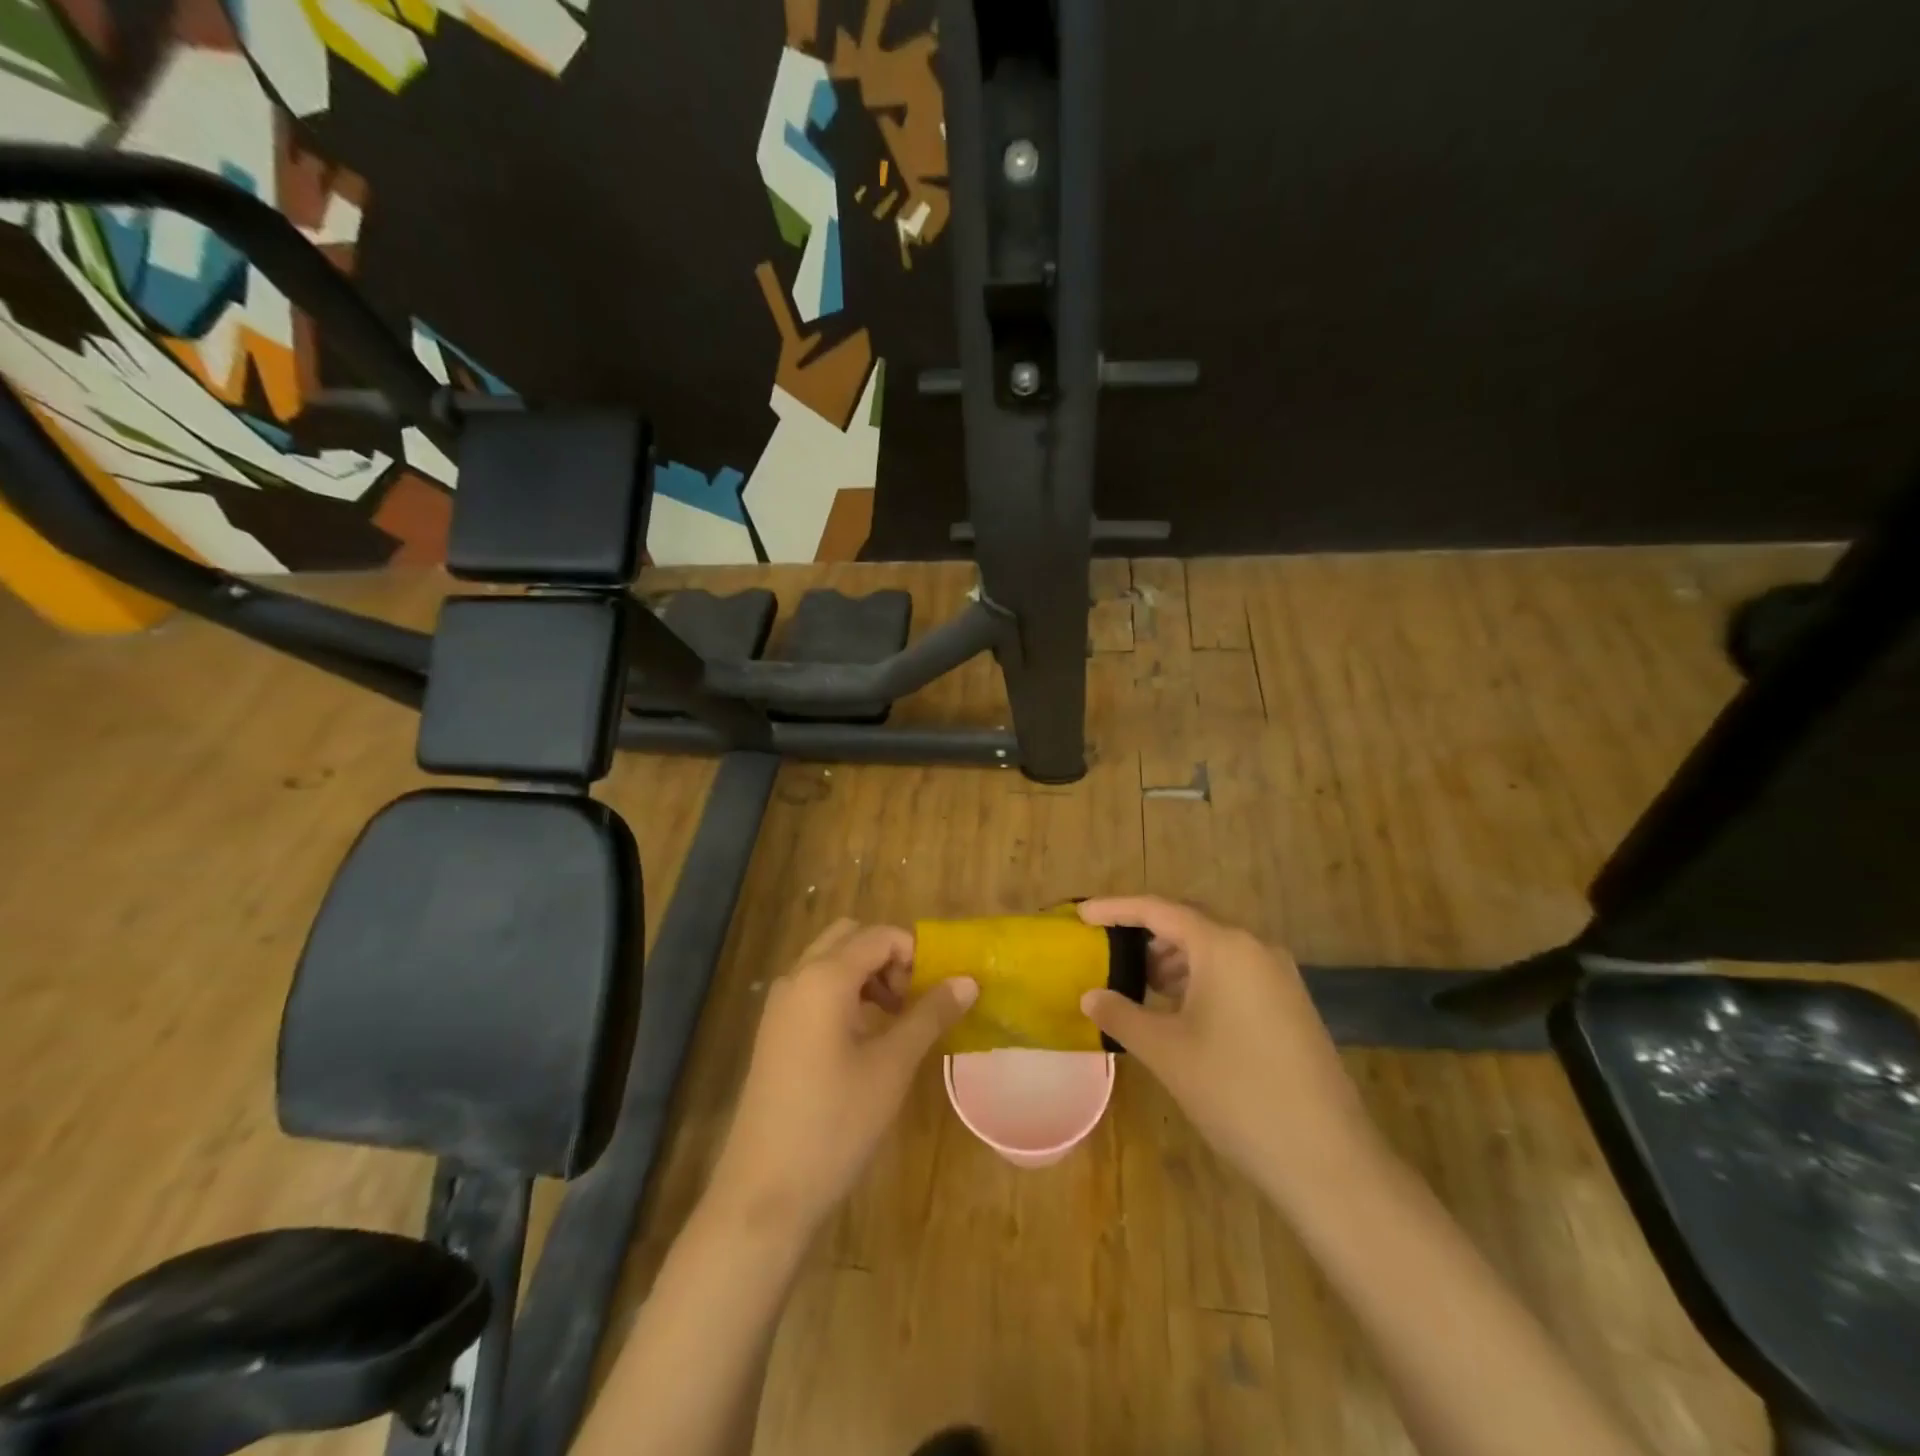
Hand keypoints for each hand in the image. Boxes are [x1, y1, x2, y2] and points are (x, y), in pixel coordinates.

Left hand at [707, 919, 976, 1231]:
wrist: (764, 1193)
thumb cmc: (834, 1123)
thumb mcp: (892, 1066)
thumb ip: (930, 1015)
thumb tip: (968, 980)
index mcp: (824, 977)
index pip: (879, 936)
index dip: (915, 953)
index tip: (937, 992)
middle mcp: (797, 977)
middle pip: (850, 937)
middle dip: (888, 956)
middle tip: (913, 999)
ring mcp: (780, 1004)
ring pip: (830, 962)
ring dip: (867, 974)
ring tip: (897, 1020)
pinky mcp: (775, 1031)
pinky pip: (814, 988)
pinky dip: (845, 993)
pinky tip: (865, 1038)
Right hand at [1077, 897, 1377, 1199]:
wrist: (1327, 1157)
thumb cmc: (1236, 1092)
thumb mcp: (1166, 1051)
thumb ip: (1121, 1015)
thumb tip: (1090, 997)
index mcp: (1224, 946)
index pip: (1158, 910)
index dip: (1115, 908)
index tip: (1080, 915)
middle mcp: (1255, 948)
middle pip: (1188, 923)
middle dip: (1145, 933)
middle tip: (1109, 950)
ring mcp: (1279, 976)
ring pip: (1213, 949)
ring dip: (1173, 959)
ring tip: (1140, 984)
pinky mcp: (1290, 1003)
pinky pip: (1235, 972)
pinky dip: (1200, 979)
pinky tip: (1180, 1009)